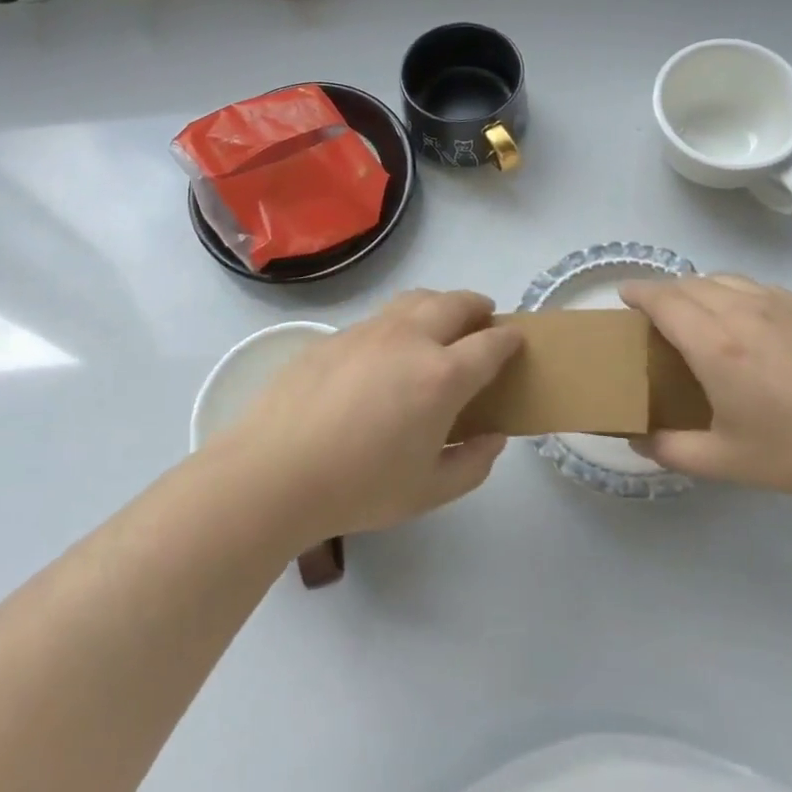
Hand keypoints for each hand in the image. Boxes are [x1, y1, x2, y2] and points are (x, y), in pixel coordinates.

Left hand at [225, 290, 520, 541]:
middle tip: (485, 318)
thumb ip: (472, 464)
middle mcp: (411, 339)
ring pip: (416, 298)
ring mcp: (369, 331)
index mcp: (441, 376)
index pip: (490, 345)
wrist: (273, 473)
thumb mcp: (427, 492)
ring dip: (440, 302)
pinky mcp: (335, 336)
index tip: (517, 340)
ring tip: (441, 320)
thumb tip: (494, 437)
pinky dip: (400, 321)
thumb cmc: (358, 488)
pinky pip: (379, 317)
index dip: (510, 340)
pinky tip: (387, 350)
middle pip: (456, 303)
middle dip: (478, 306)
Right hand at [621, 274, 791, 503]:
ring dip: (699, 289)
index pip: (663, 299)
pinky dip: (736, 294)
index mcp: (715, 344)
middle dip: (664, 292)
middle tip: (656, 315)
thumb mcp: (726, 461)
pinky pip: (757, 286)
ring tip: (697, 313)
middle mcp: (742, 309)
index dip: (638, 291)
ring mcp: (779, 301)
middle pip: (689, 283)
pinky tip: (747, 322)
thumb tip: (636, 439)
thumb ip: (670, 449)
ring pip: (723, 278)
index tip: (623, 295)